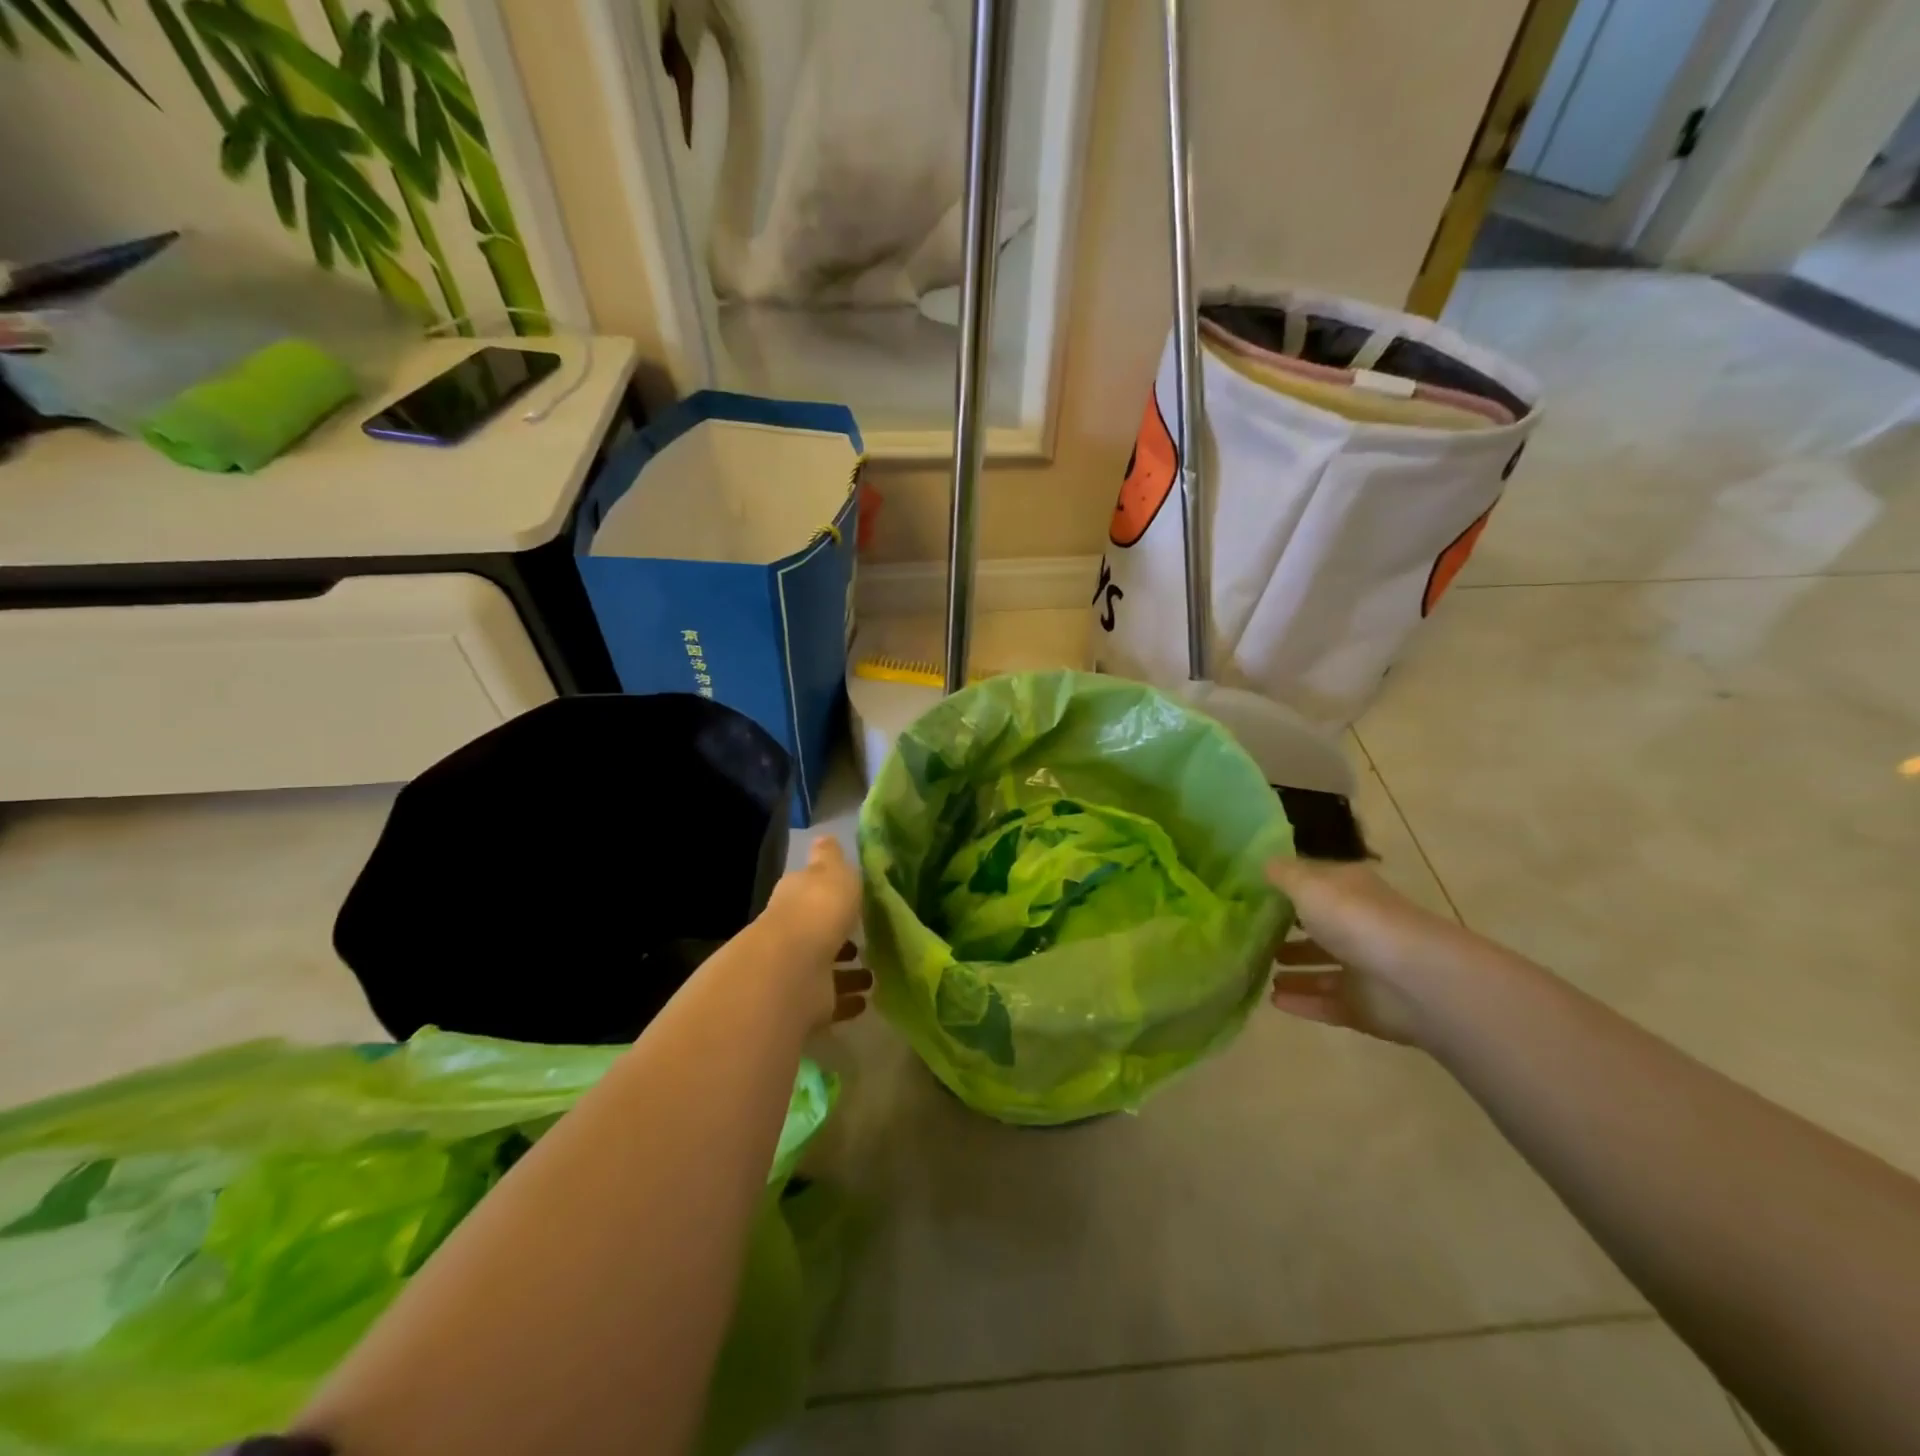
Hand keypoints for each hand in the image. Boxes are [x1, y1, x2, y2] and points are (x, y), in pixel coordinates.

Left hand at [765, 837, 870, 1028]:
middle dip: (839, 935)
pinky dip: (848, 999)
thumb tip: (824, 837)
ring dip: (847, 970)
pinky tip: (867, 998)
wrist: (795, 968)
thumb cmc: (818, 909)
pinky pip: (832, 999)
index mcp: (796, 896)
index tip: (853, 898)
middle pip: (817, 930)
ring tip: (874, 972)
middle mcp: (792, 931)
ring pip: (825, 967)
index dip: (828, 893)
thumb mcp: (833, 870)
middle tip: (868, 938)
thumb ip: (831, 857)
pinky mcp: (807, 1002)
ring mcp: (798, 969)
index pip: (809, 890)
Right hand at [1266, 858, 1448, 1046]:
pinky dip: (1302, 1002)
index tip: (1252, 893)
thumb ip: (1282, 875)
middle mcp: (1359, 926)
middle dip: (1288, 933)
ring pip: (1322, 969)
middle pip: (1319, 928)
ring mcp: (1365, 970)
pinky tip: (1274, 1001)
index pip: (1315, 884)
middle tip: (1251, 937)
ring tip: (1259, 971)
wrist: (1414, 980)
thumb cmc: (1356, 919)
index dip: (1287, 886)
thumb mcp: (1308, 884)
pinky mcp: (1365, 1007)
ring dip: (1294, 971)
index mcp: (1350, 891)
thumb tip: (1264, 864)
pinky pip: (1326, 1004)